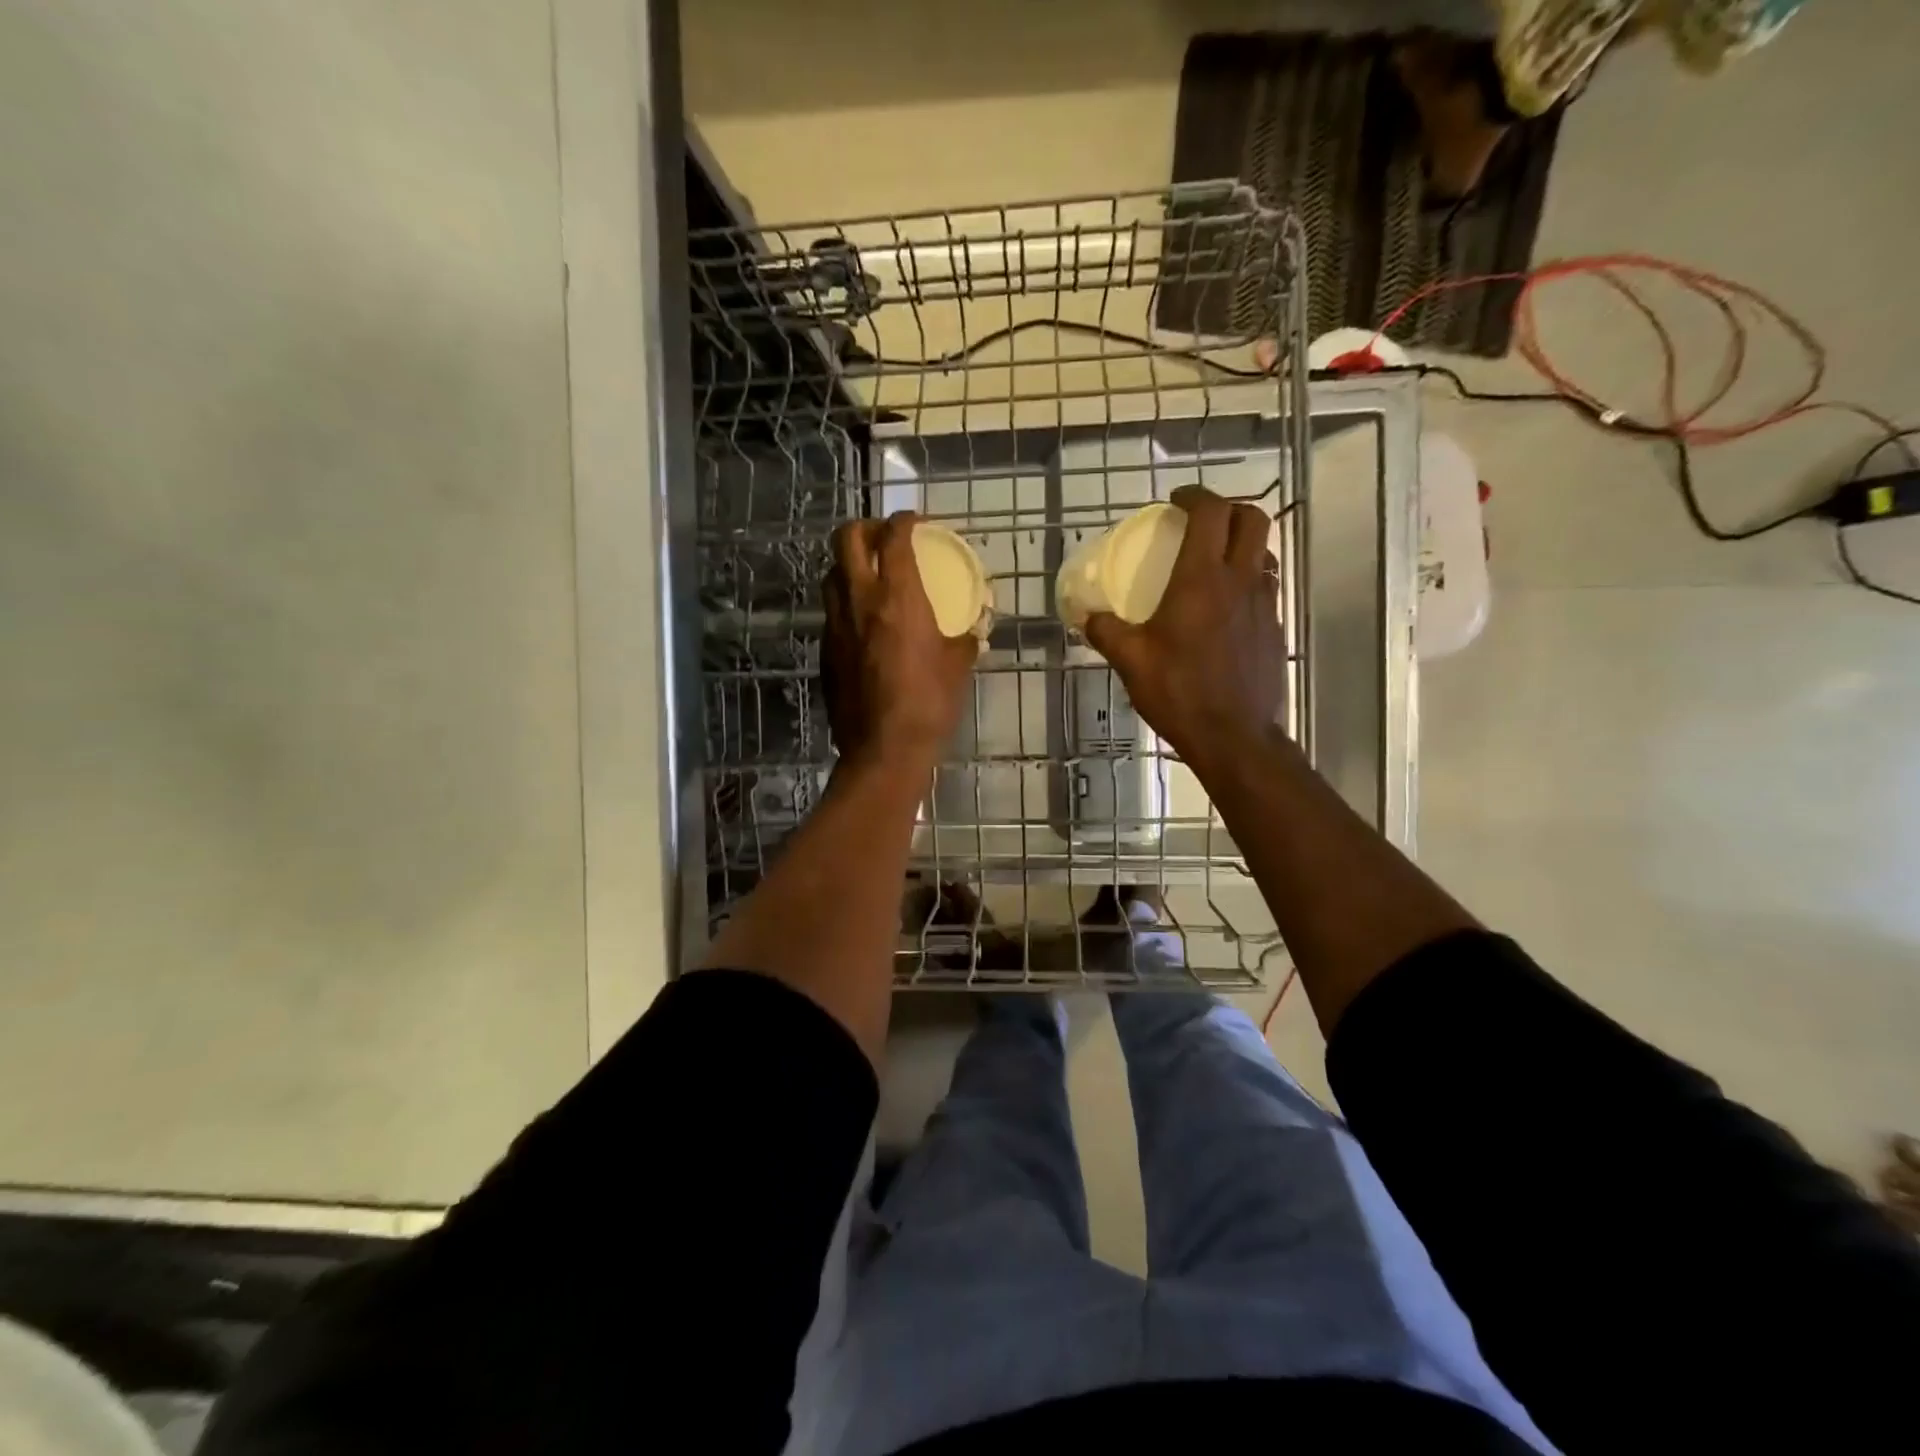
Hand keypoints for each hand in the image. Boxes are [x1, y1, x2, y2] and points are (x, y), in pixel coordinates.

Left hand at [824, 512, 978, 769]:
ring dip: (850, 564)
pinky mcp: (825, 650)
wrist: (884, 748)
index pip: (893, 536)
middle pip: (846, 538)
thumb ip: (964, 638)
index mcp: (897, 595)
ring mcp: (835, 624)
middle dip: (865, 527)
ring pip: (831, 573)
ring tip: (871, 577)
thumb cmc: (930, 702)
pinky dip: (846, 602)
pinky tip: (865, 624)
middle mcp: (859, 600)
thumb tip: (973, 631)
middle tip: (885, 538)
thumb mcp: (959, 666)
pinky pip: (831, 611)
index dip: (905, 520)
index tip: (916, 522)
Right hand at [1083, 485, 1285, 776]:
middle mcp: (1240, 581)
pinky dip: (1248, 579)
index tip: (1176, 500)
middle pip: (1251, 519)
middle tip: (1202, 521)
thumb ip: (1106, 632)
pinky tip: (1227, 606)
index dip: (1195, 495)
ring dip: (1242, 544)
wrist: (1235, 736)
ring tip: (1216, 561)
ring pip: (1264, 552)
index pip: (1210, 513)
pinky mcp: (1275, 628)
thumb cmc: (1179, 693)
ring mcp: (1264, 604)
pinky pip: (1266, 587)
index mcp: (1201, 580)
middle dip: (1228, 509)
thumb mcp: (1131, 662)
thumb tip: (1087, 616)